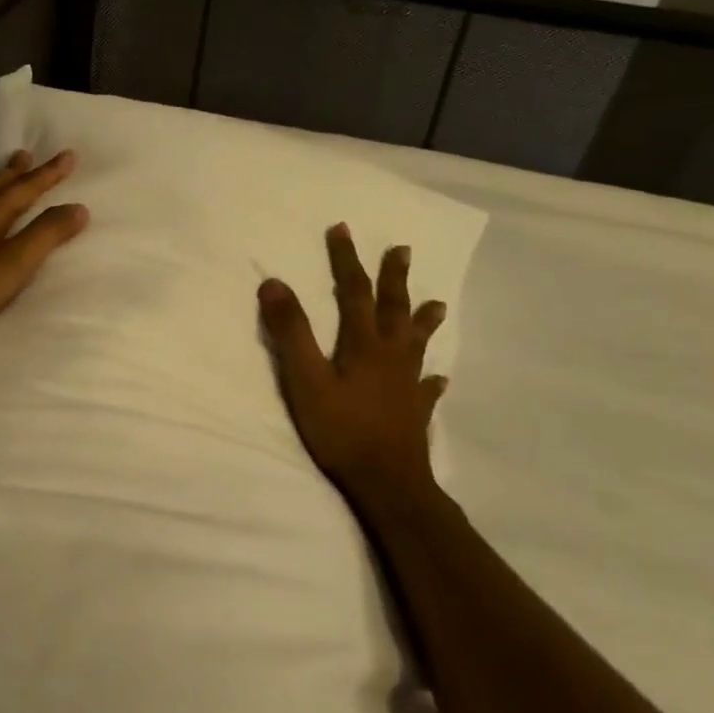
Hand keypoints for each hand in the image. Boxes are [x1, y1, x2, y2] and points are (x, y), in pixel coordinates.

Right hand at [258, 227, 447, 500]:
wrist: (387, 483)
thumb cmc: (341, 429)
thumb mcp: (305, 378)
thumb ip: (290, 331)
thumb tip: (273, 283)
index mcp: (363, 344)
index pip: (354, 291)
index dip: (347, 259)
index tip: (342, 229)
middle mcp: (391, 356)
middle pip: (393, 308)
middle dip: (394, 277)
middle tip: (402, 250)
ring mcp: (407, 384)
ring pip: (417, 343)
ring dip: (423, 319)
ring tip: (437, 303)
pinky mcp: (415, 412)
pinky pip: (427, 388)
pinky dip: (432, 379)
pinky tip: (439, 378)